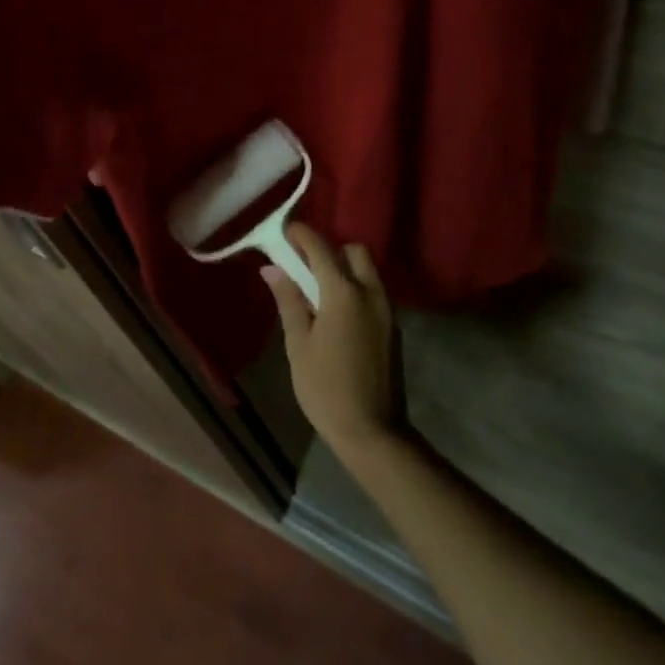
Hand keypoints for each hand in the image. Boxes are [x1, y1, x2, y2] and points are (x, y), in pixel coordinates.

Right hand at [262, 225, 408, 459]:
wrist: (373, 432)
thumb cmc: (325, 388)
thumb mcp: (298, 344)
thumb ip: (288, 301)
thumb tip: (272, 269)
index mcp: (343, 293)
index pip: (321, 249)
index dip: (302, 235)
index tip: (285, 232)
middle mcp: (370, 292)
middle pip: (354, 252)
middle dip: (331, 250)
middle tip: (305, 267)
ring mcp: (387, 310)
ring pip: (368, 271)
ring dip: (345, 269)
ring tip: (319, 292)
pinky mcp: (393, 327)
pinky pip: (374, 292)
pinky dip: (356, 289)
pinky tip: (338, 314)